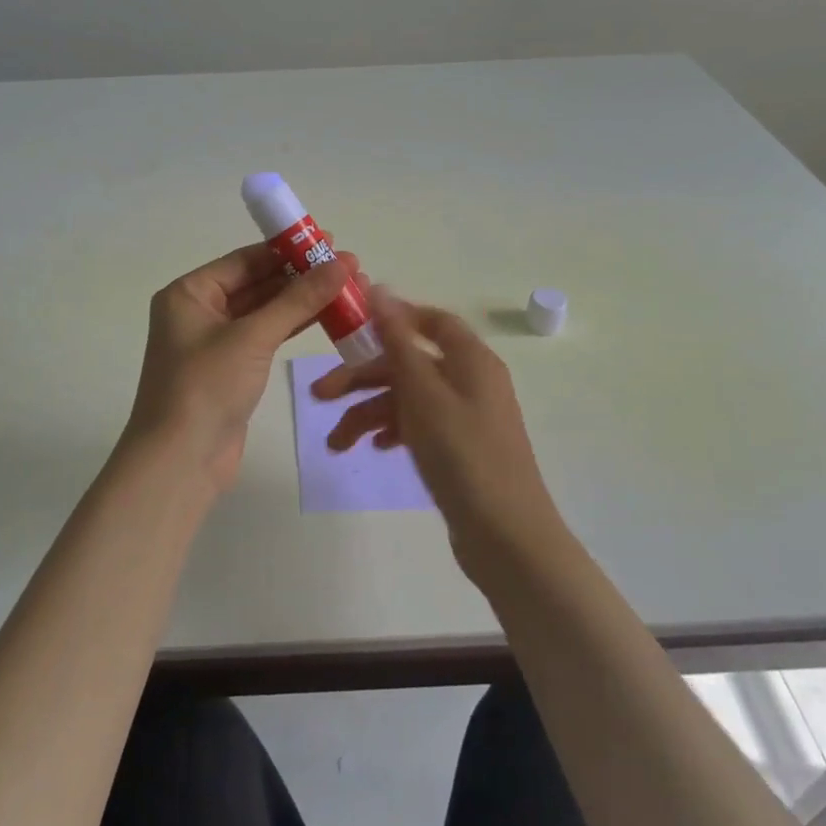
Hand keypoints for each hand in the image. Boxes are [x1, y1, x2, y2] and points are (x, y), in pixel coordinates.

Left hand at [126, 243, 358, 490]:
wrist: (180, 461)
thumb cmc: (206, 386)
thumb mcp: (252, 336)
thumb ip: (298, 299)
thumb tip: (341, 264)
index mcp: (189, 293)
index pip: (245, 260)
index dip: (287, 249)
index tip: (329, 240)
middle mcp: (199, 312)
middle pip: (257, 283)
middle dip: (301, 275)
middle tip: (348, 265)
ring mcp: (216, 342)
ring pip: (265, 311)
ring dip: (303, 301)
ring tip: (348, 287)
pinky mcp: (232, 369)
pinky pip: (267, 336)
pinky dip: (294, 326)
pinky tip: (328, 316)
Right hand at [310, 290, 565, 581]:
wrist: (506, 536)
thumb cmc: (462, 454)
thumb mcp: (423, 392)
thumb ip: (398, 340)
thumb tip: (380, 289)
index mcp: (470, 359)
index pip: (431, 320)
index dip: (392, 318)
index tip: (352, 328)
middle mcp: (470, 380)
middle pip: (409, 363)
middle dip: (363, 378)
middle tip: (319, 395)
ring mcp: (466, 416)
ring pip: (408, 398)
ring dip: (370, 414)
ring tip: (336, 444)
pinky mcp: (460, 448)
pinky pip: (419, 425)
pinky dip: (393, 431)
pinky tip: (374, 449)